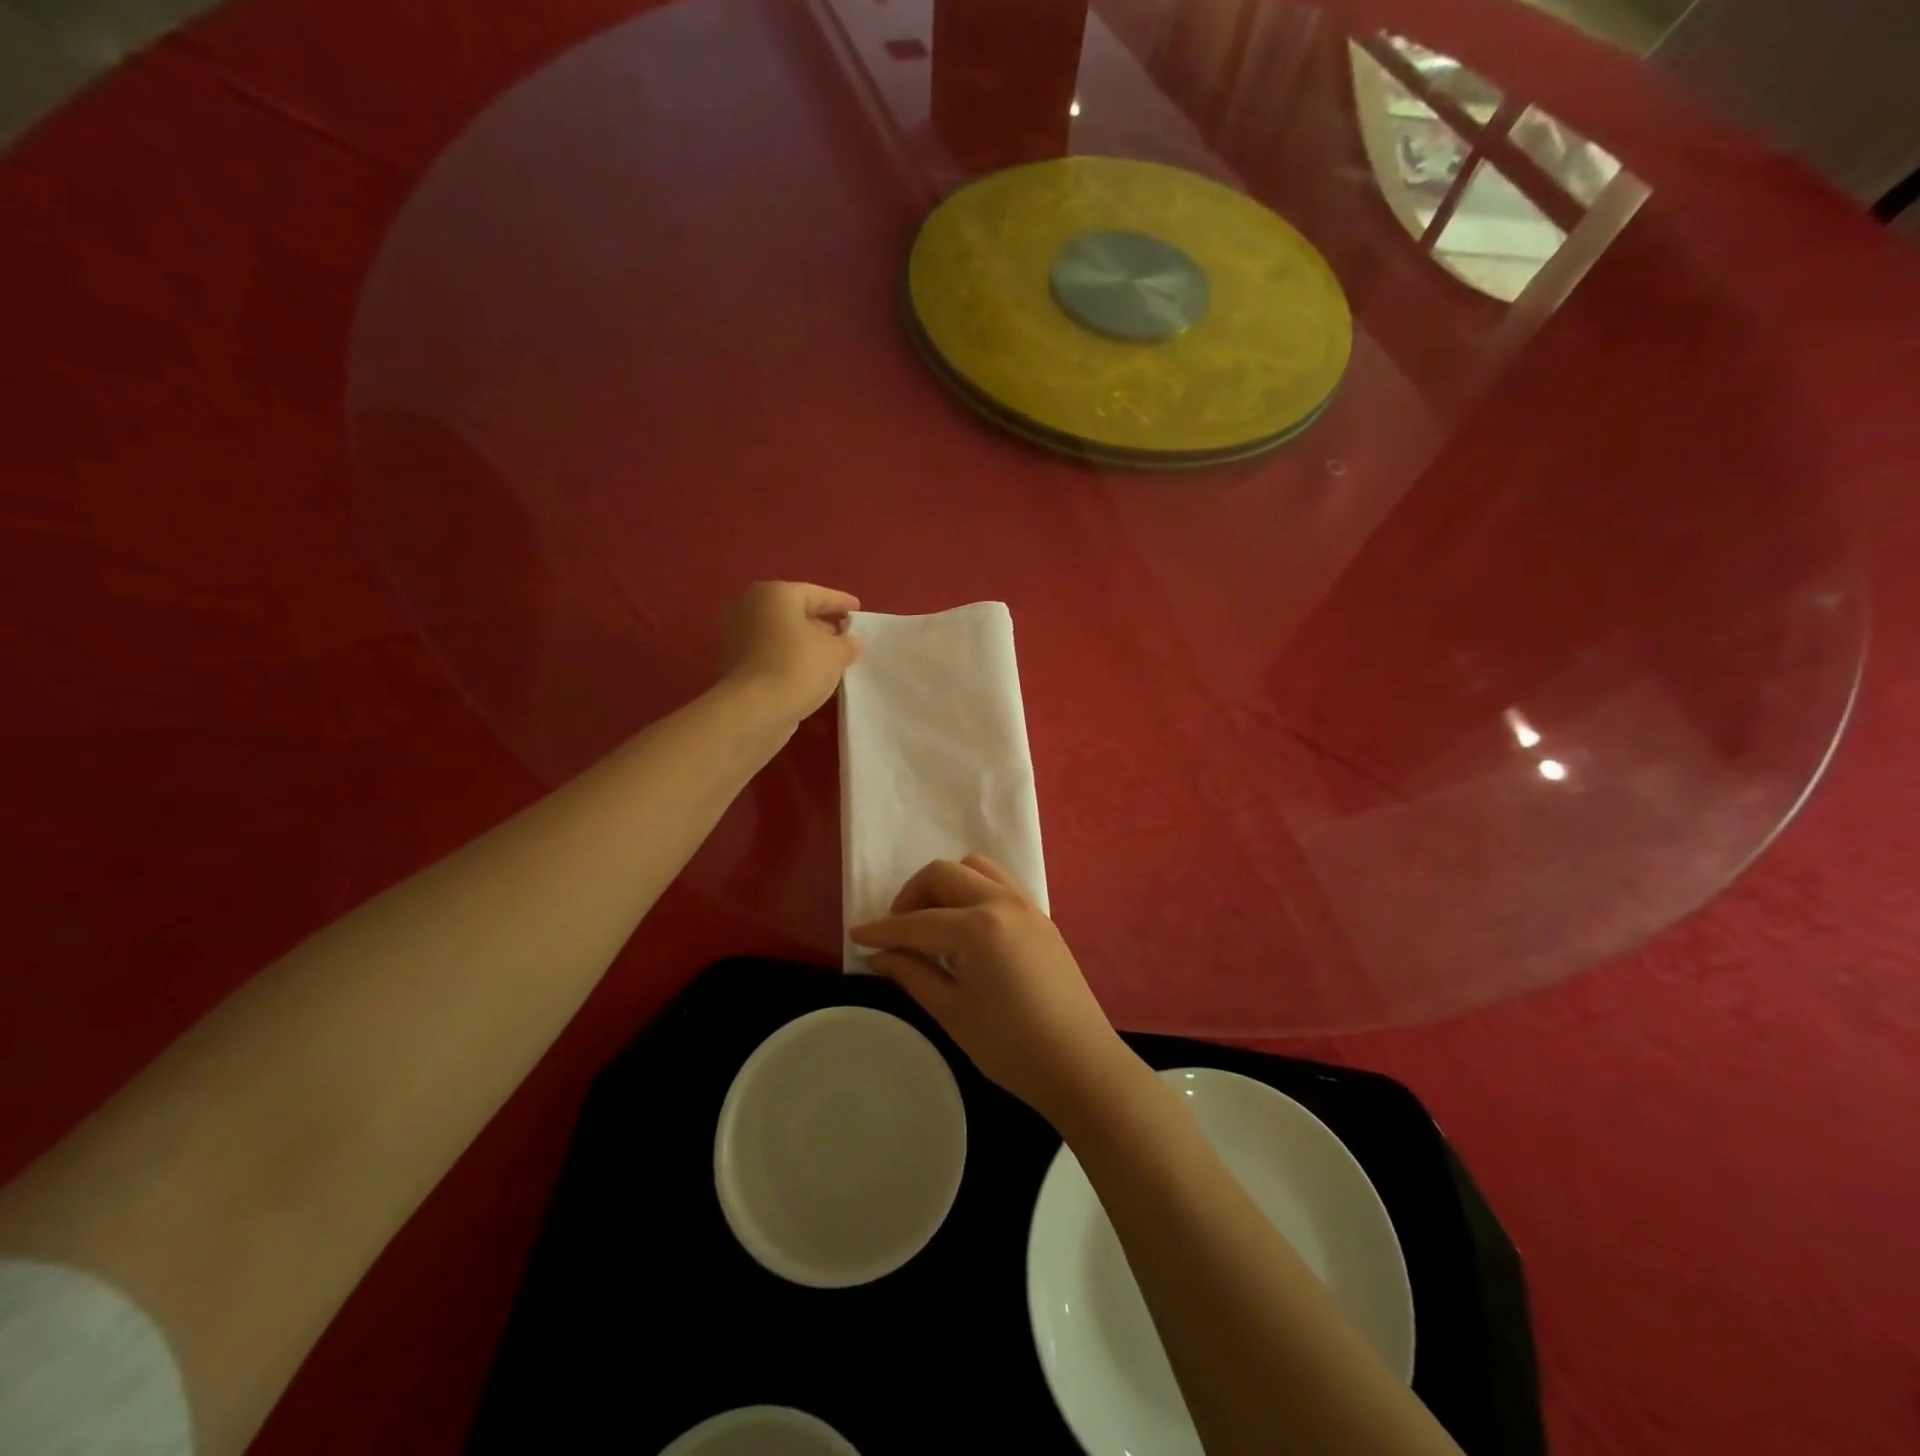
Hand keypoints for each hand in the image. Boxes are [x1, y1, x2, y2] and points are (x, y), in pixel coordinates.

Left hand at [718, 581, 861, 726]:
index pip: (816, 594)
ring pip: (782, 634)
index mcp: (775, 594)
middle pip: (795, 612)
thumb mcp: (835, 654)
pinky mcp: (735, 663)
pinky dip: (790, 659)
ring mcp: (738, 635)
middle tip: (845, 634)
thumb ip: (847, 644)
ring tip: (832, 657)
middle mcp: (751, 607)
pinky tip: (811, 673)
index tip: (858, 609)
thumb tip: (851, 642)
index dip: (840, 602)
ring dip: (806, 644)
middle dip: (822, 623)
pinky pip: (771, 653)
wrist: (752, 711)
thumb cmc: (796, 668)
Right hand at [850, 855, 1130, 1122]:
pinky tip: (965, 926)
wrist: (1081, 1064)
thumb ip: (912, 974)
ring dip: (945, 885)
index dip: (882, 929)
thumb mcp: (952, 1011)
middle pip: (944, 874)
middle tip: (898, 931)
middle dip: (912, 896)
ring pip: (975, 868)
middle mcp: (1002, 902)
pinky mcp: (1040, 916)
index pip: (917, 921)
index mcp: (977, 926)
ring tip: (932, 923)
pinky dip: (973, 889)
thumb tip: (879, 955)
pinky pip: (999, 882)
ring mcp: (1026, 905)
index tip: (856, 935)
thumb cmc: (1011, 1046)